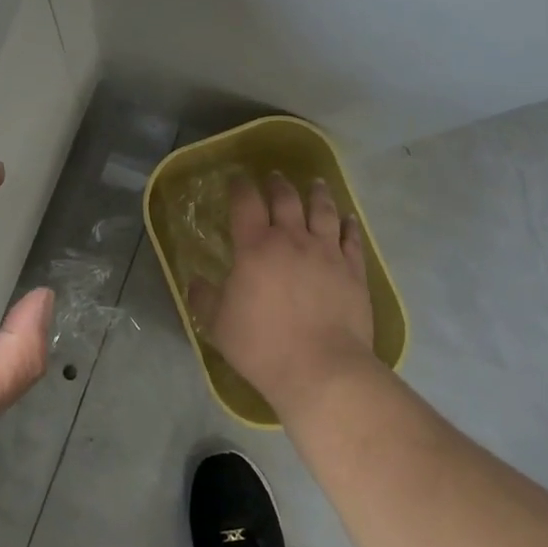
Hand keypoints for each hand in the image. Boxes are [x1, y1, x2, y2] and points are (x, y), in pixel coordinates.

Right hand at [188, 175, 378, 417]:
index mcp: (255, 248)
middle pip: (286, 199)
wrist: (322, 369)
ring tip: (315, 183)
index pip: (245, 203)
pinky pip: (352, 239)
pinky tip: (349, 219)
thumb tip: (193, 281)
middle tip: (275, 177)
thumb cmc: (263, 346)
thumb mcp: (218, 325)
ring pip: (323, 211)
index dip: (240, 186)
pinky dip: (349, 224)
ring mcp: (327, 253)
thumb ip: (204, 298)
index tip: (236, 178)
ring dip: (317, 194)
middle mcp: (292, 240)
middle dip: (278, 184)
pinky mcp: (353, 271)